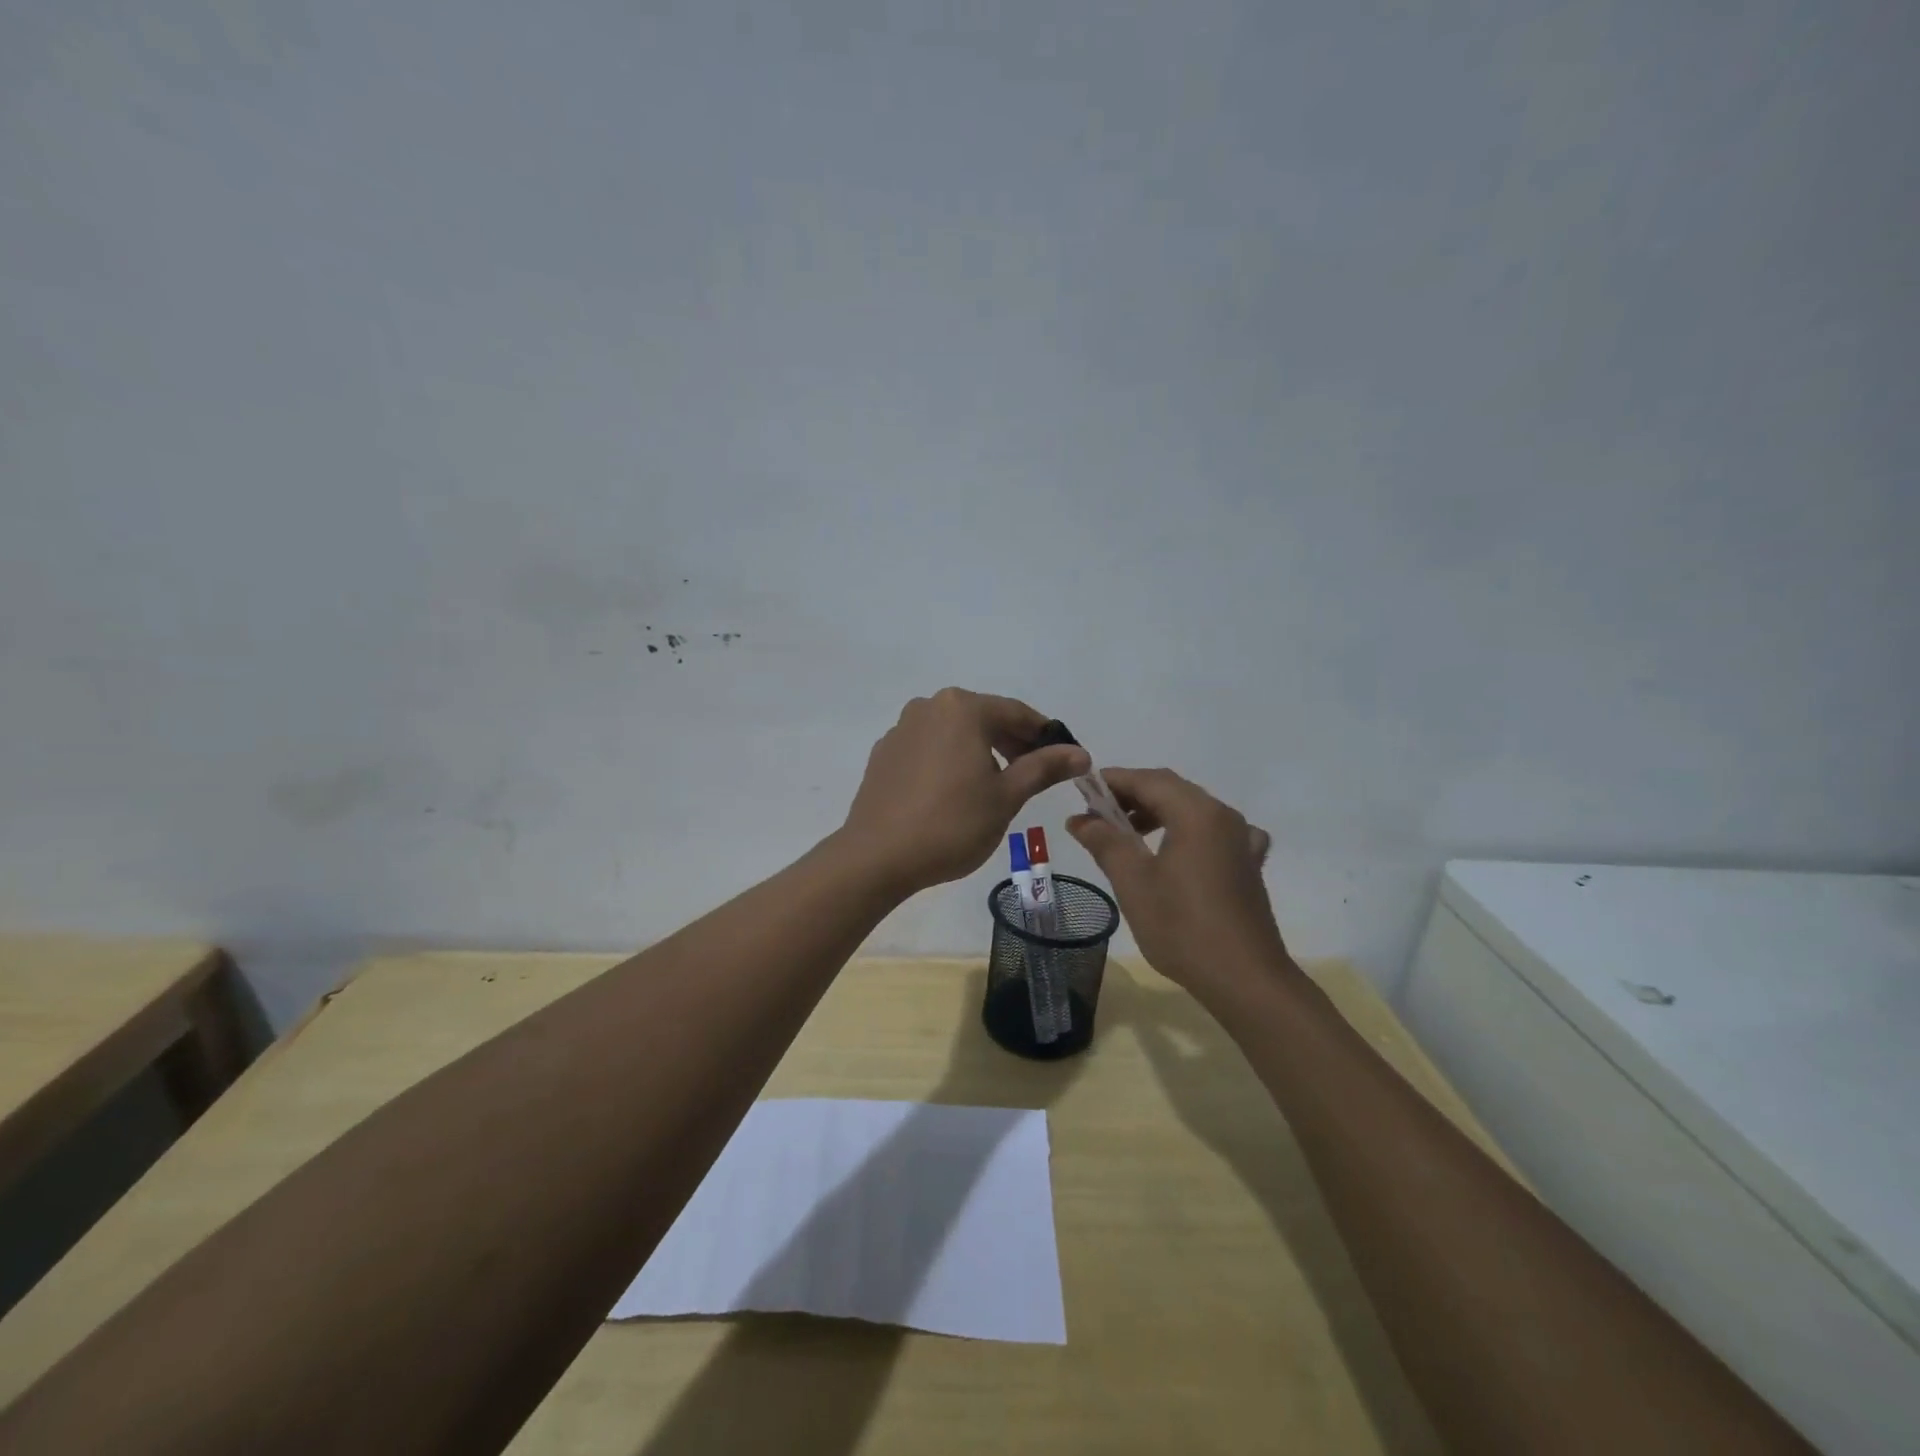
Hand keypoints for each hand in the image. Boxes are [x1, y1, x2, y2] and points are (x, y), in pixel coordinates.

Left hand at [841, 689, 1089, 896]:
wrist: (877, 857)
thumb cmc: (952, 824)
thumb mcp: (1006, 797)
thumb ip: (1043, 768)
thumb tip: (1080, 754)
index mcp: (962, 708)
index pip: (1016, 713)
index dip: (1045, 736)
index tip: (1064, 759)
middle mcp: (928, 707)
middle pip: (983, 718)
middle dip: (1012, 743)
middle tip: (1032, 776)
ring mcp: (901, 729)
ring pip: (954, 733)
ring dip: (980, 752)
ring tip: (995, 788)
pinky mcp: (884, 754)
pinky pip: (928, 748)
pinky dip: (949, 761)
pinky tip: (954, 794)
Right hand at [1067, 768, 1289, 999]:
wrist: (1245, 979)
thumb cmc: (1182, 927)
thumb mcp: (1133, 882)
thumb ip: (1105, 842)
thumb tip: (1079, 818)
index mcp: (1196, 813)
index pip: (1148, 780)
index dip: (1113, 780)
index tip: (1082, 790)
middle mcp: (1224, 817)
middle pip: (1172, 790)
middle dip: (1133, 796)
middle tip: (1098, 814)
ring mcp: (1241, 841)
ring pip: (1193, 810)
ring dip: (1157, 813)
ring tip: (1126, 835)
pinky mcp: (1248, 865)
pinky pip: (1214, 833)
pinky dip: (1187, 831)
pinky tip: (1180, 851)